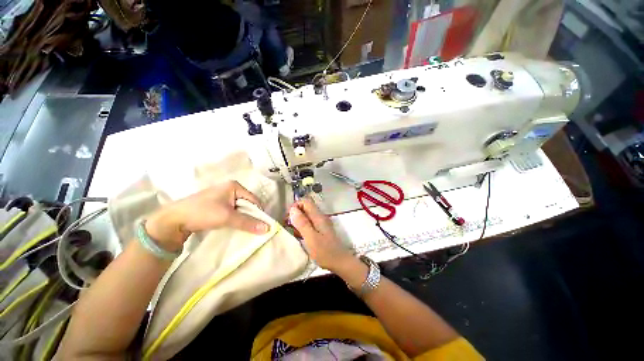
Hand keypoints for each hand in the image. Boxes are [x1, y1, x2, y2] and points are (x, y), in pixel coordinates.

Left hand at [146, 181, 268, 250]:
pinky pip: (232, 211)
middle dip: (250, 216)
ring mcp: (223, 196)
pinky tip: (234, 226)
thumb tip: (268, 228)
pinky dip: (235, 219)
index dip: (259, 213)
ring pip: (240, 208)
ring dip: (243, 218)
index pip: (254, 200)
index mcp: (234, 186)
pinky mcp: (217, 204)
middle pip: (248, 204)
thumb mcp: (227, 217)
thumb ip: (248, 222)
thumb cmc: (202, 212)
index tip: (262, 226)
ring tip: (244, 229)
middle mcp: (230, 188)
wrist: (172, 220)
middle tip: (253, 229)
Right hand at [288, 198, 353, 271]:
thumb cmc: (325, 252)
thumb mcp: (311, 238)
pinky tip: (298, 235)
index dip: (296, 206)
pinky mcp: (321, 231)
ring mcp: (321, 224)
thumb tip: (293, 209)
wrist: (340, 262)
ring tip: (291, 230)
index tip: (288, 217)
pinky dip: (302, 227)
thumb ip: (302, 223)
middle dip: (295, 213)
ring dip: (298, 220)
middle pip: (306, 208)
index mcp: (318, 217)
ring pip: (307, 216)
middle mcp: (320, 217)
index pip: (306, 202)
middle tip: (288, 224)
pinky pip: (309, 224)